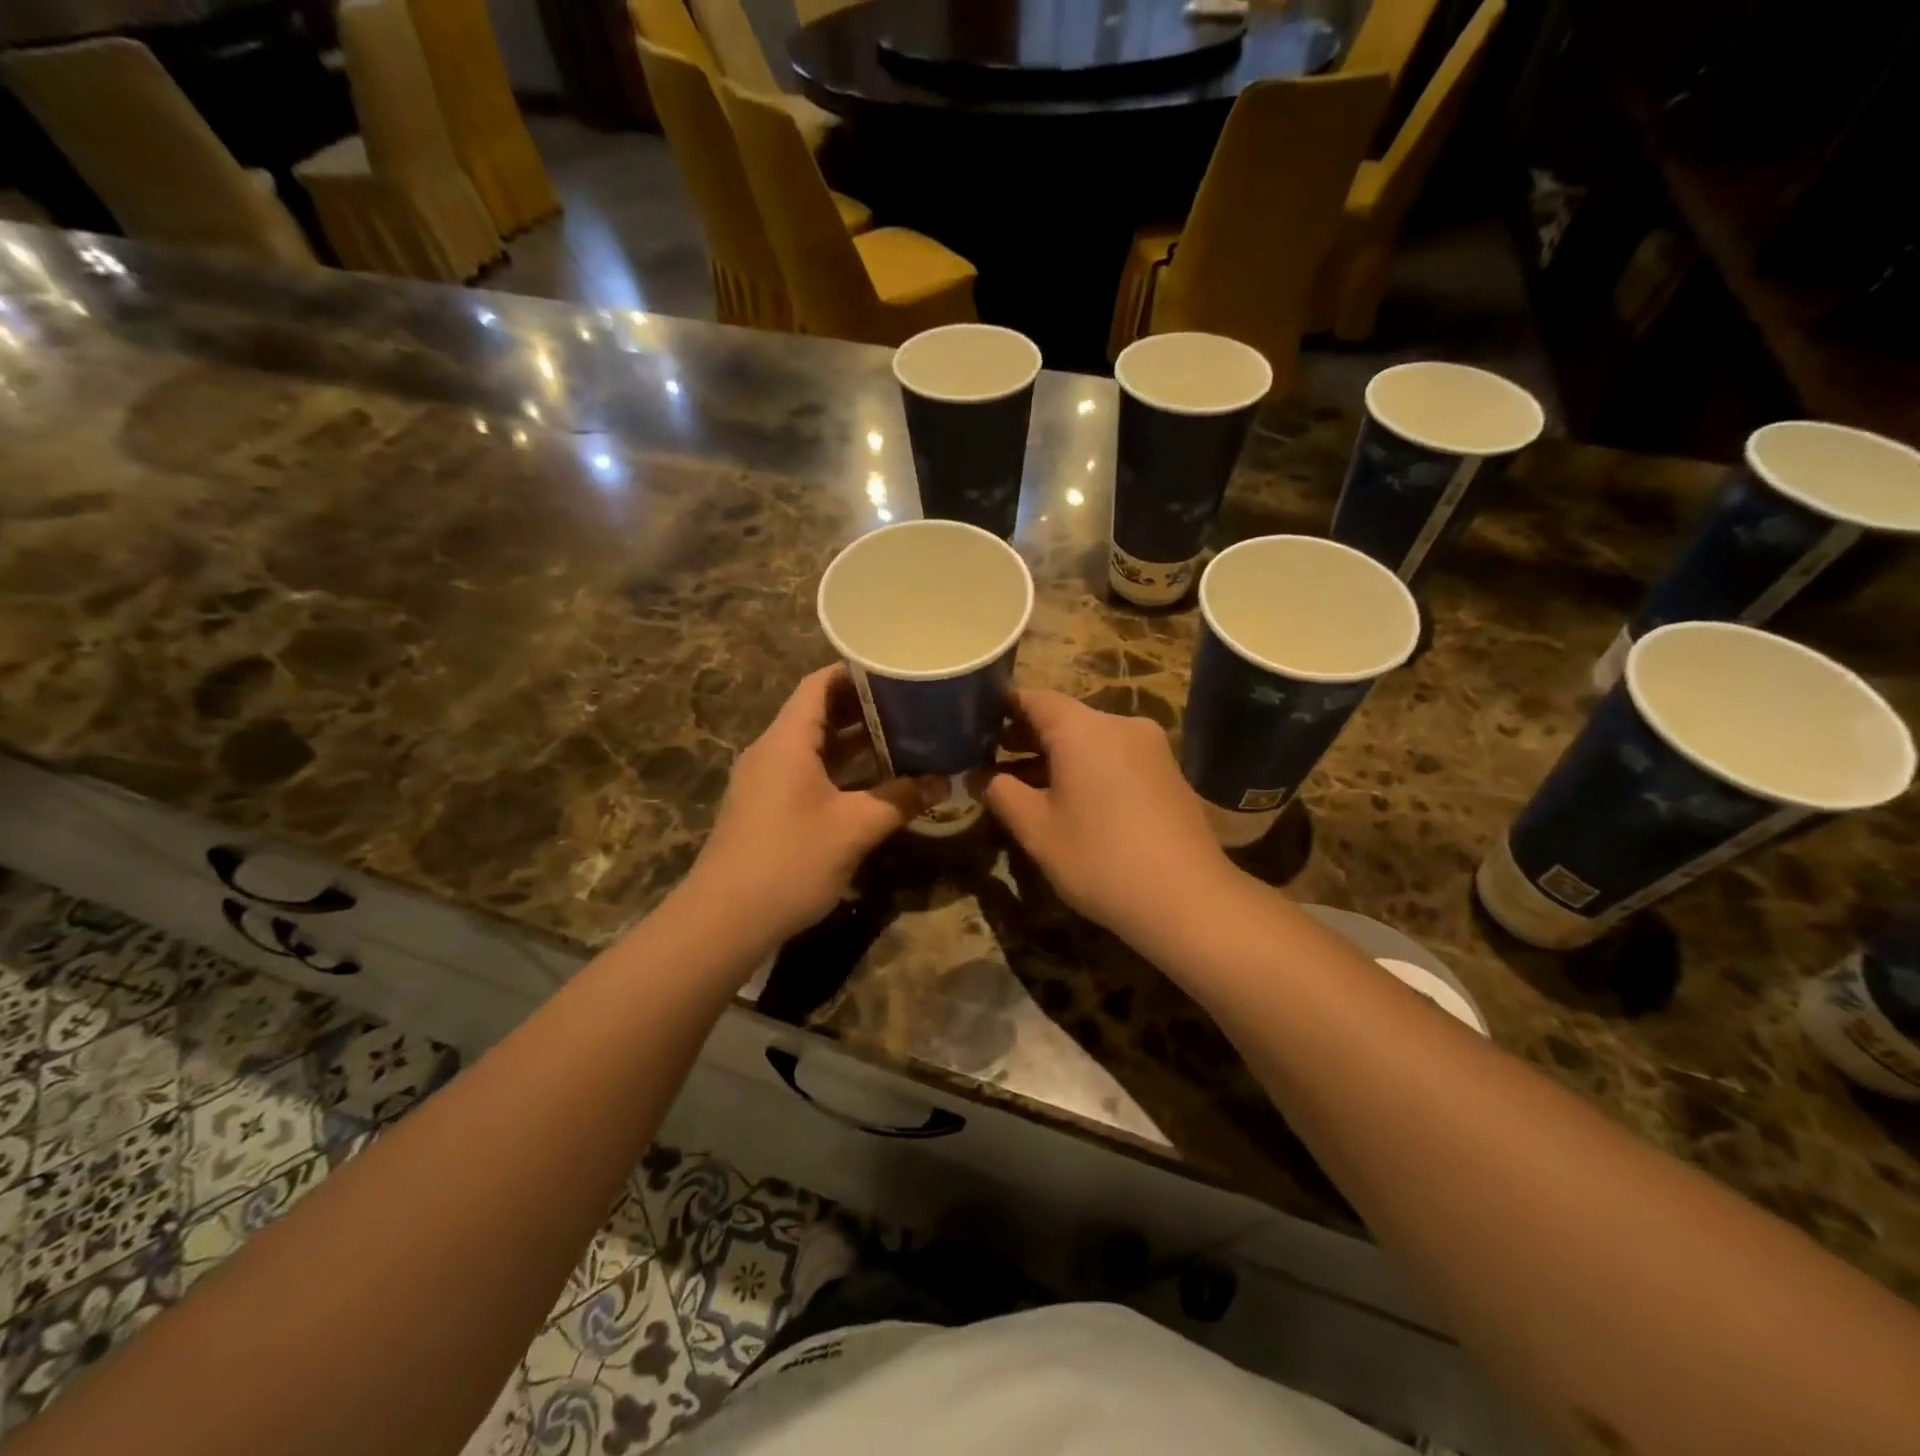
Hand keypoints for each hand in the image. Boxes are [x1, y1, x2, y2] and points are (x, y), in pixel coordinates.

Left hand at [688, 666, 942, 945]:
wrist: (723, 920)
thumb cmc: (789, 861)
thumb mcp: (853, 829)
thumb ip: (900, 800)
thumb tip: (942, 782)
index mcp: (787, 740)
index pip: (819, 684)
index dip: (856, 672)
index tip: (897, 670)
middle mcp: (772, 751)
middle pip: (818, 712)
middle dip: (864, 708)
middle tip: (912, 705)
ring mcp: (765, 781)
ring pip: (813, 746)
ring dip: (854, 741)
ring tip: (902, 738)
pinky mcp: (766, 808)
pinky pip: (806, 772)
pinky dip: (839, 769)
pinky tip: (873, 783)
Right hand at [983, 690, 1236, 943]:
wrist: (1188, 899)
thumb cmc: (1099, 859)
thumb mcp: (1037, 829)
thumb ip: (1001, 793)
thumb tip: (980, 776)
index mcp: (1083, 728)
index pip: (1032, 698)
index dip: (999, 710)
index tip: (973, 729)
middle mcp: (1119, 723)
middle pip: (1062, 717)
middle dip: (1024, 737)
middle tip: (989, 761)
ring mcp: (1149, 746)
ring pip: (1089, 739)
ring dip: (1055, 756)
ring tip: (1022, 786)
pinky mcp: (1167, 771)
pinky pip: (1114, 756)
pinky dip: (1086, 768)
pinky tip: (1070, 800)